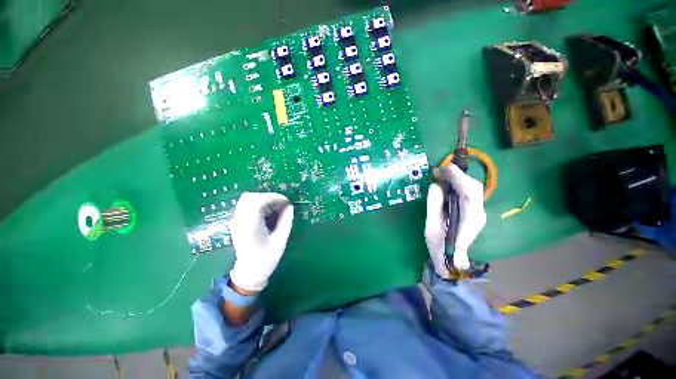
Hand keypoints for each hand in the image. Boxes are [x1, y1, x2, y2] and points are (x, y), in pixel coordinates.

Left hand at [228, 192, 293, 291]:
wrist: (249, 272)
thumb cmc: (266, 258)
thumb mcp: (280, 240)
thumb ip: (286, 221)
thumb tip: (290, 206)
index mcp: (249, 225)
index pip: (258, 201)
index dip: (274, 197)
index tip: (286, 201)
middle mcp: (239, 220)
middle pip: (249, 197)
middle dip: (268, 197)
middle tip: (281, 204)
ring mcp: (236, 221)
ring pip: (247, 200)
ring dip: (263, 200)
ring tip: (276, 208)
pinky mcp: (237, 222)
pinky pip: (247, 206)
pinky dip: (259, 205)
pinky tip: (268, 213)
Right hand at [424, 164, 486, 277]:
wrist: (452, 262)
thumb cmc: (440, 247)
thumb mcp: (432, 227)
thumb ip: (434, 206)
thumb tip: (435, 185)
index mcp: (470, 220)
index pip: (470, 193)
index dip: (458, 178)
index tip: (444, 169)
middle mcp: (478, 213)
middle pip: (473, 187)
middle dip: (457, 175)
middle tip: (438, 170)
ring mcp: (477, 211)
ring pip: (472, 188)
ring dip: (456, 178)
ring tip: (440, 174)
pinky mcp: (472, 210)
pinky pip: (467, 191)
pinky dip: (457, 183)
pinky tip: (446, 181)